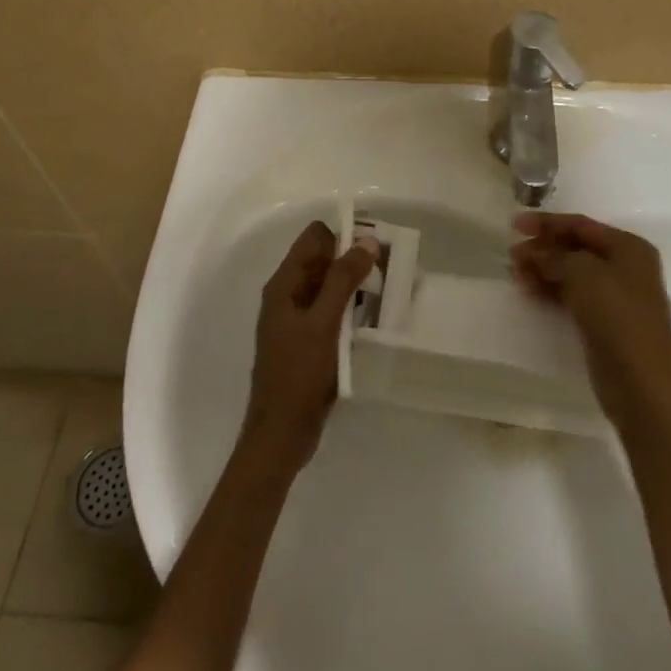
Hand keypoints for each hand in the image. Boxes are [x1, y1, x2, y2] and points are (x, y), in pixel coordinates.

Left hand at [244, 220, 375, 470]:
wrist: (282, 434)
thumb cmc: (299, 374)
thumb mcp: (324, 322)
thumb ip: (343, 279)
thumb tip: (367, 241)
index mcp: (284, 284)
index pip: (315, 238)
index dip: (344, 236)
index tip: (375, 249)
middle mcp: (289, 295)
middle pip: (324, 260)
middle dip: (355, 260)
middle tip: (388, 272)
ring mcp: (298, 319)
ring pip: (331, 286)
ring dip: (356, 286)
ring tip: (387, 294)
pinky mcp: (310, 340)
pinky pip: (333, 311)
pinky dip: (352, 309)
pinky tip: (374, 319)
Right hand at [510, 213, 670, 433]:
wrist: (643, 384)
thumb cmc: (617, 316)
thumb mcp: (584, 274)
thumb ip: (556, 257)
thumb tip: (535, 253)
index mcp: (628, 247)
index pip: (581, 225)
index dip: (547, 223)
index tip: (515, 225)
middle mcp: (625, 267)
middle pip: (576, 248)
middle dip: (544, 248)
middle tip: (512, 255)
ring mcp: (616, 297)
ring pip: (573, 274)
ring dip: (544, 270)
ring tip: (515, 273)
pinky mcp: (605, 323)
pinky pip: (573, 297)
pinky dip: (552, 291)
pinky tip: (530, 292)